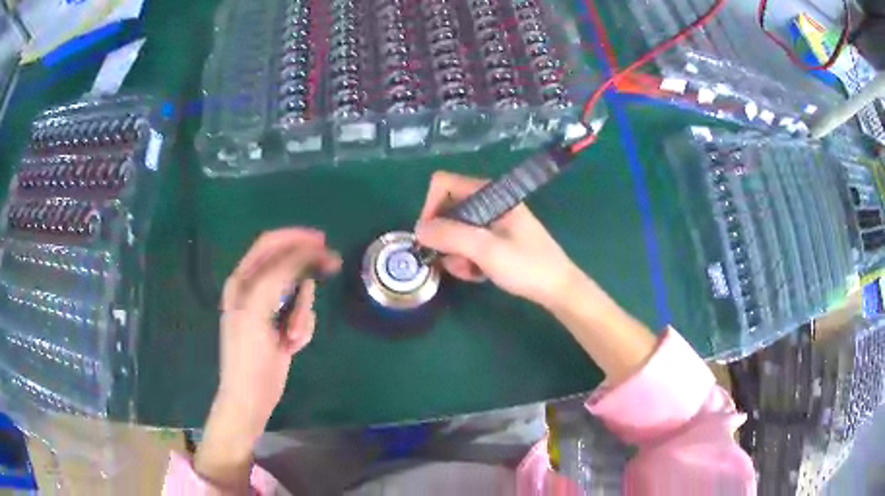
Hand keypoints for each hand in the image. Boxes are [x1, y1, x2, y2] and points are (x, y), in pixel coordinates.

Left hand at [195, 228, 340, 490]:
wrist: (252, 396)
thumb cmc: (248, 354)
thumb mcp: (257, 310)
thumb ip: (278, 275)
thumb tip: (304, 251)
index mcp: (242, 280)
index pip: (269, 245)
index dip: (295, 237)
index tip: (322, 240)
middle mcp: (255, 289)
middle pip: (288, 266)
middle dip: (306, 274)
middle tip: (333, 266)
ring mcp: (269, 309)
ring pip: (299, 293)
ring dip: (303, 312)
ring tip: (292, 335)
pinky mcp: (281, 326)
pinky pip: (303, 314)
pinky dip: (303, 327)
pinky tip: (292, 345)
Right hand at [415, 171, 578, 308]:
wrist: (558, 289)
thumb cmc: (527, 266)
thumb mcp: (486, 250)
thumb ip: (451, 236)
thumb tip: (418, 229)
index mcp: (490, 194)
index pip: (444, 184)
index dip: (431, 207)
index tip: (430, 237)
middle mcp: (488, 203)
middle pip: (446, 209)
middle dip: (445, 237)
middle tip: (455, 260)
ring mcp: (491, 221)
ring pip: (454, 230)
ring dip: (455, 253)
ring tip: (471, 271)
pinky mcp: (494, 239)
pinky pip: (466, 244)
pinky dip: (466, 259)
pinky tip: (479, 274)